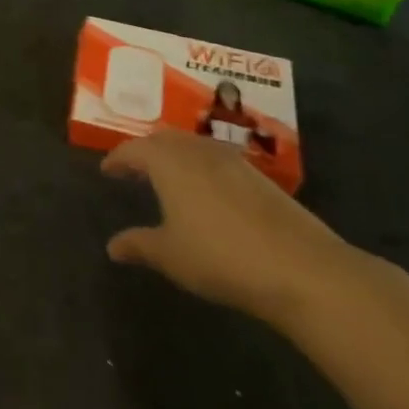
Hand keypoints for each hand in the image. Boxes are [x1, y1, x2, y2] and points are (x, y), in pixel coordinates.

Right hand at [102, 130, 357, 325]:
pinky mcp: (260, 178)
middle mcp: (198, 152)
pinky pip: (218, 160)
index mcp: (169, 163)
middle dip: (146, 150)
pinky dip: (201, 167)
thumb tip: (113, 245)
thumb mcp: (170, 255)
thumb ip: (139, 245)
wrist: (301, 268)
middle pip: (165, 139)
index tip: (107, 170)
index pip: (134, 149)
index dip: (117, 158)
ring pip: (194, 146)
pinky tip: (206, 192)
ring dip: (175, 156)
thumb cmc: (220, 257)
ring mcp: (233, 161)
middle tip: (134, 168)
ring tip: (167, 177)